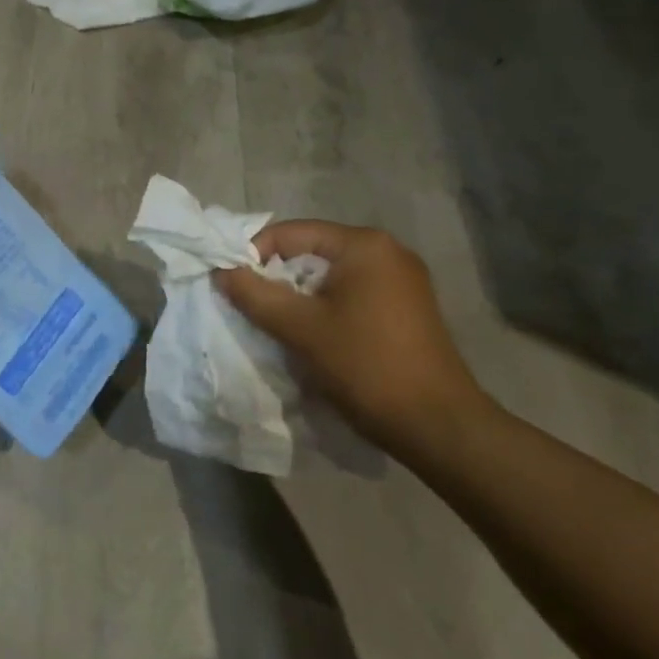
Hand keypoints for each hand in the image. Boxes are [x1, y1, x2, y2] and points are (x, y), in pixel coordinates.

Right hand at [215, 221, 492, 459]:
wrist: (437, 426)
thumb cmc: (365, 366)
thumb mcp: (299, 328)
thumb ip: (254, 294)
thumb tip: (220, 271)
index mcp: (363, 245)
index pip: (289, 233)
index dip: (253, 255)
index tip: (233, 287)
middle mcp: (387, 251)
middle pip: (309, 252)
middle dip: (276, 277)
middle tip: (253, 308)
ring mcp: (401, 279)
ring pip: (328, 276)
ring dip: (298, 296)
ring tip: (279, 325)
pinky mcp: (406, 307)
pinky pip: (350, 293)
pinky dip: (324, 308)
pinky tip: (313, 336)